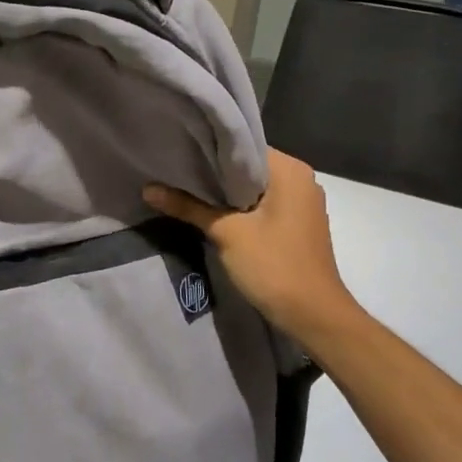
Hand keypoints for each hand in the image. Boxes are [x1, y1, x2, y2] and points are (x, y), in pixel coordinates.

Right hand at [143, 150, 358, 347]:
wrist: (313, 315)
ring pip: (255, 187)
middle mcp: (301, 179)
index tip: (180, 150)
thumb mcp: (226, 233)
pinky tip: (213, 212)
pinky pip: (264, 204)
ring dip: (226, 191)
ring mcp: (302, 203)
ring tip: (187, 187)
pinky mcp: (297, 224)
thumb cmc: (273, 265)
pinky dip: (240, 206)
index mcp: (290, 170)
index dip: (210, 148)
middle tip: (176, 169)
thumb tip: (148, 189)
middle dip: (214, 171)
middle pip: (248, 166)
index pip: (244, 146)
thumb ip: (188, 207)